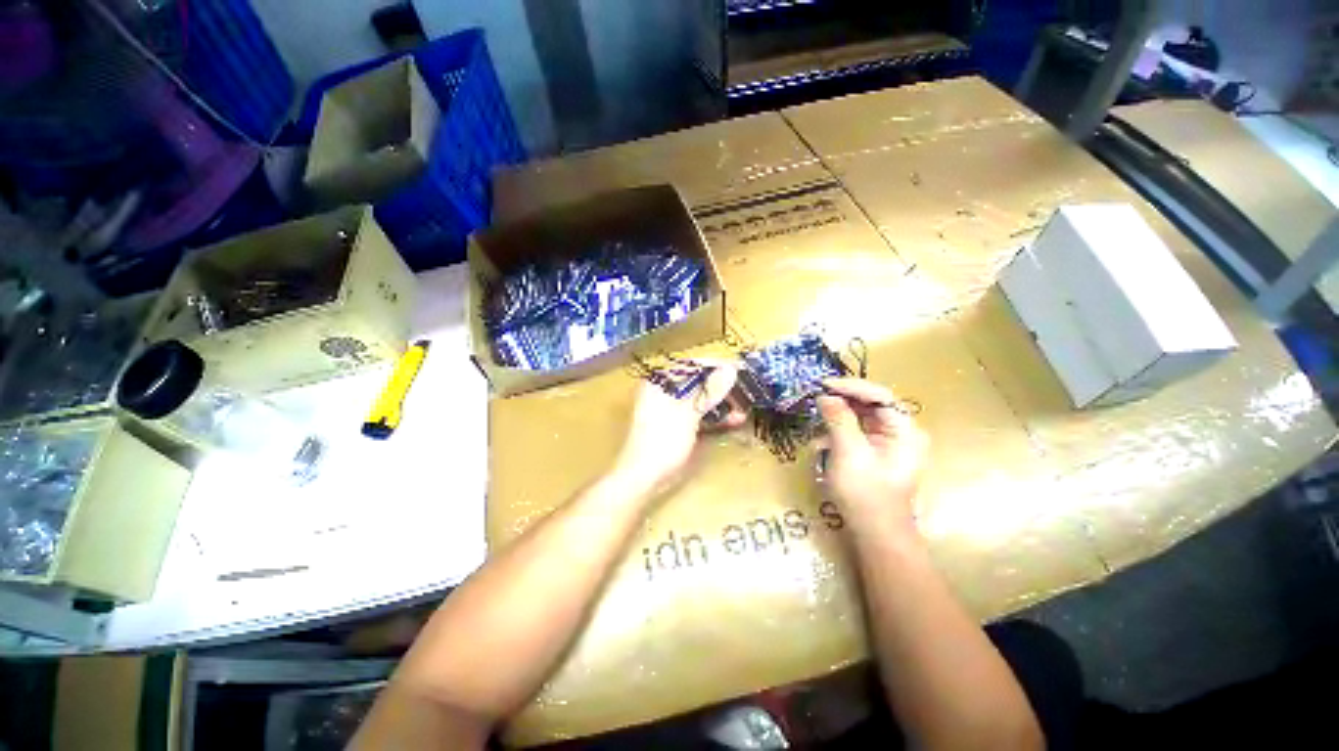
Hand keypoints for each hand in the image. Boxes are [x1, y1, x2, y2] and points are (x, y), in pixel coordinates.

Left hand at [612, 362, 744, 493]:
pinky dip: (716, 417)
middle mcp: (665, 392)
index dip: (716, 366)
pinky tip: (735, 420)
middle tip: (746, 390)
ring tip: (744, 407)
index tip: (740, 369)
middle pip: (698, 382)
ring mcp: (672, 410)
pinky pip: (700, 415)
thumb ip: (709, 391)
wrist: (644, 478)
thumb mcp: (687, 414)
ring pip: (701, 399)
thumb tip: (731, 368)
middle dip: (722, 387)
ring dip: (722, 403)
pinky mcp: (679, 426)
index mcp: (660, 383)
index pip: (692, 366)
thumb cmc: (662, 441)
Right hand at [817, 378, 929, 528]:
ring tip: (816, 425)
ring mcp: (887, 444)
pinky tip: (821, 445)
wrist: (874, 534)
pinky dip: (836, 435)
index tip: (822, 385)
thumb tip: (825, 395)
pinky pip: (854, 434)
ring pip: (859, 418)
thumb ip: (838, 419)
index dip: (850, 386)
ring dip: (835, 420)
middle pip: (869, 405)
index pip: (879, 395)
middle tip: (815, 399)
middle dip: (841, 403)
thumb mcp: (849, 452)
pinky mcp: (873, 454)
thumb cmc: (865, 493)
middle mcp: (900, 432)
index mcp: (905, 430)